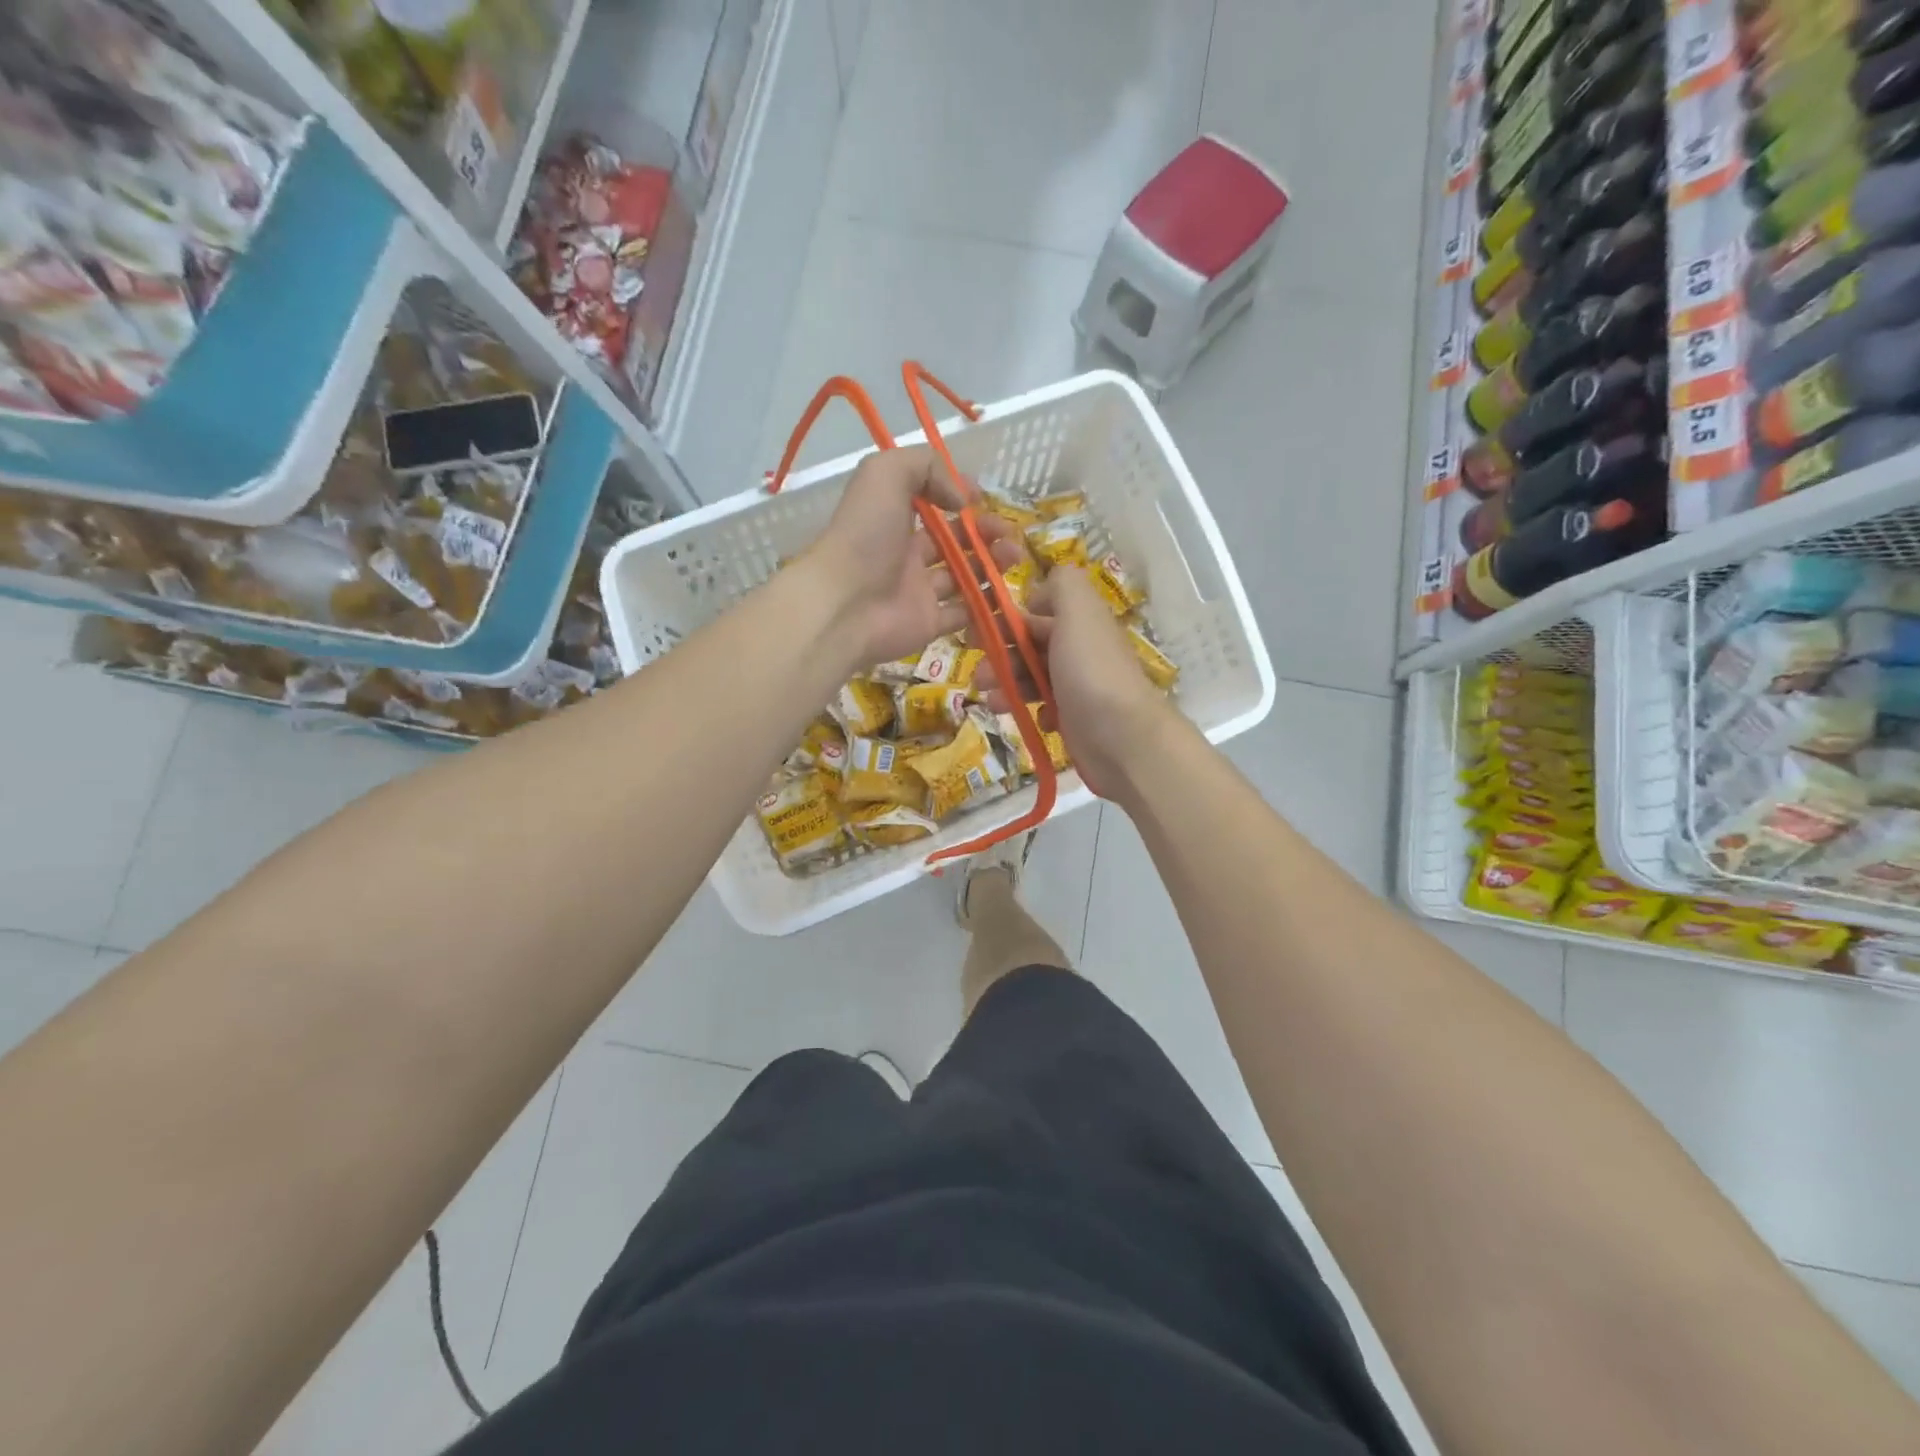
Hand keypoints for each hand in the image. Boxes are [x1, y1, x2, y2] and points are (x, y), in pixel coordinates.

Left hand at [803, 446, 1020, 668]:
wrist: (845, 605)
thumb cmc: (865, 535)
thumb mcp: (887, 474)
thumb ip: (926, 466)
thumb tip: (962, 498)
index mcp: (893, 518)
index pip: (930, 504)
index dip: (957, 498)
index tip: (981, 498)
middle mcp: (905, 555)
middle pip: (953, 542)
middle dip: (984, 533)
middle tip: (1008, 532)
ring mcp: (918, 592)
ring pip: (963, 576)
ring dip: (992, 564)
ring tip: (1014, 556)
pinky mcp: (929, 624)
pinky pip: (963, 615)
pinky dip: (986, 606)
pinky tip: (1006, 592)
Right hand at [975, 565, 1178, 799]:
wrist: (1122, 738)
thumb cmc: (1091, 672)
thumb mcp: (1077, 612)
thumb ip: (1062, 586)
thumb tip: (1041, 589)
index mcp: (1081, 621)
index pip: (1037, 613)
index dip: (1007, 621)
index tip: (978, 632)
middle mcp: (1080, 650)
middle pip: (1031, 646)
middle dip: (1002, 657)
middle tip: (980, 675)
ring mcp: (1079, 686)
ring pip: (1033, 678)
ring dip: (1009, 685)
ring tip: (993, 701)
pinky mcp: (1076, 719)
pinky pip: (1045, 709)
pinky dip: (1032, 711)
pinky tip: (1035, 719)